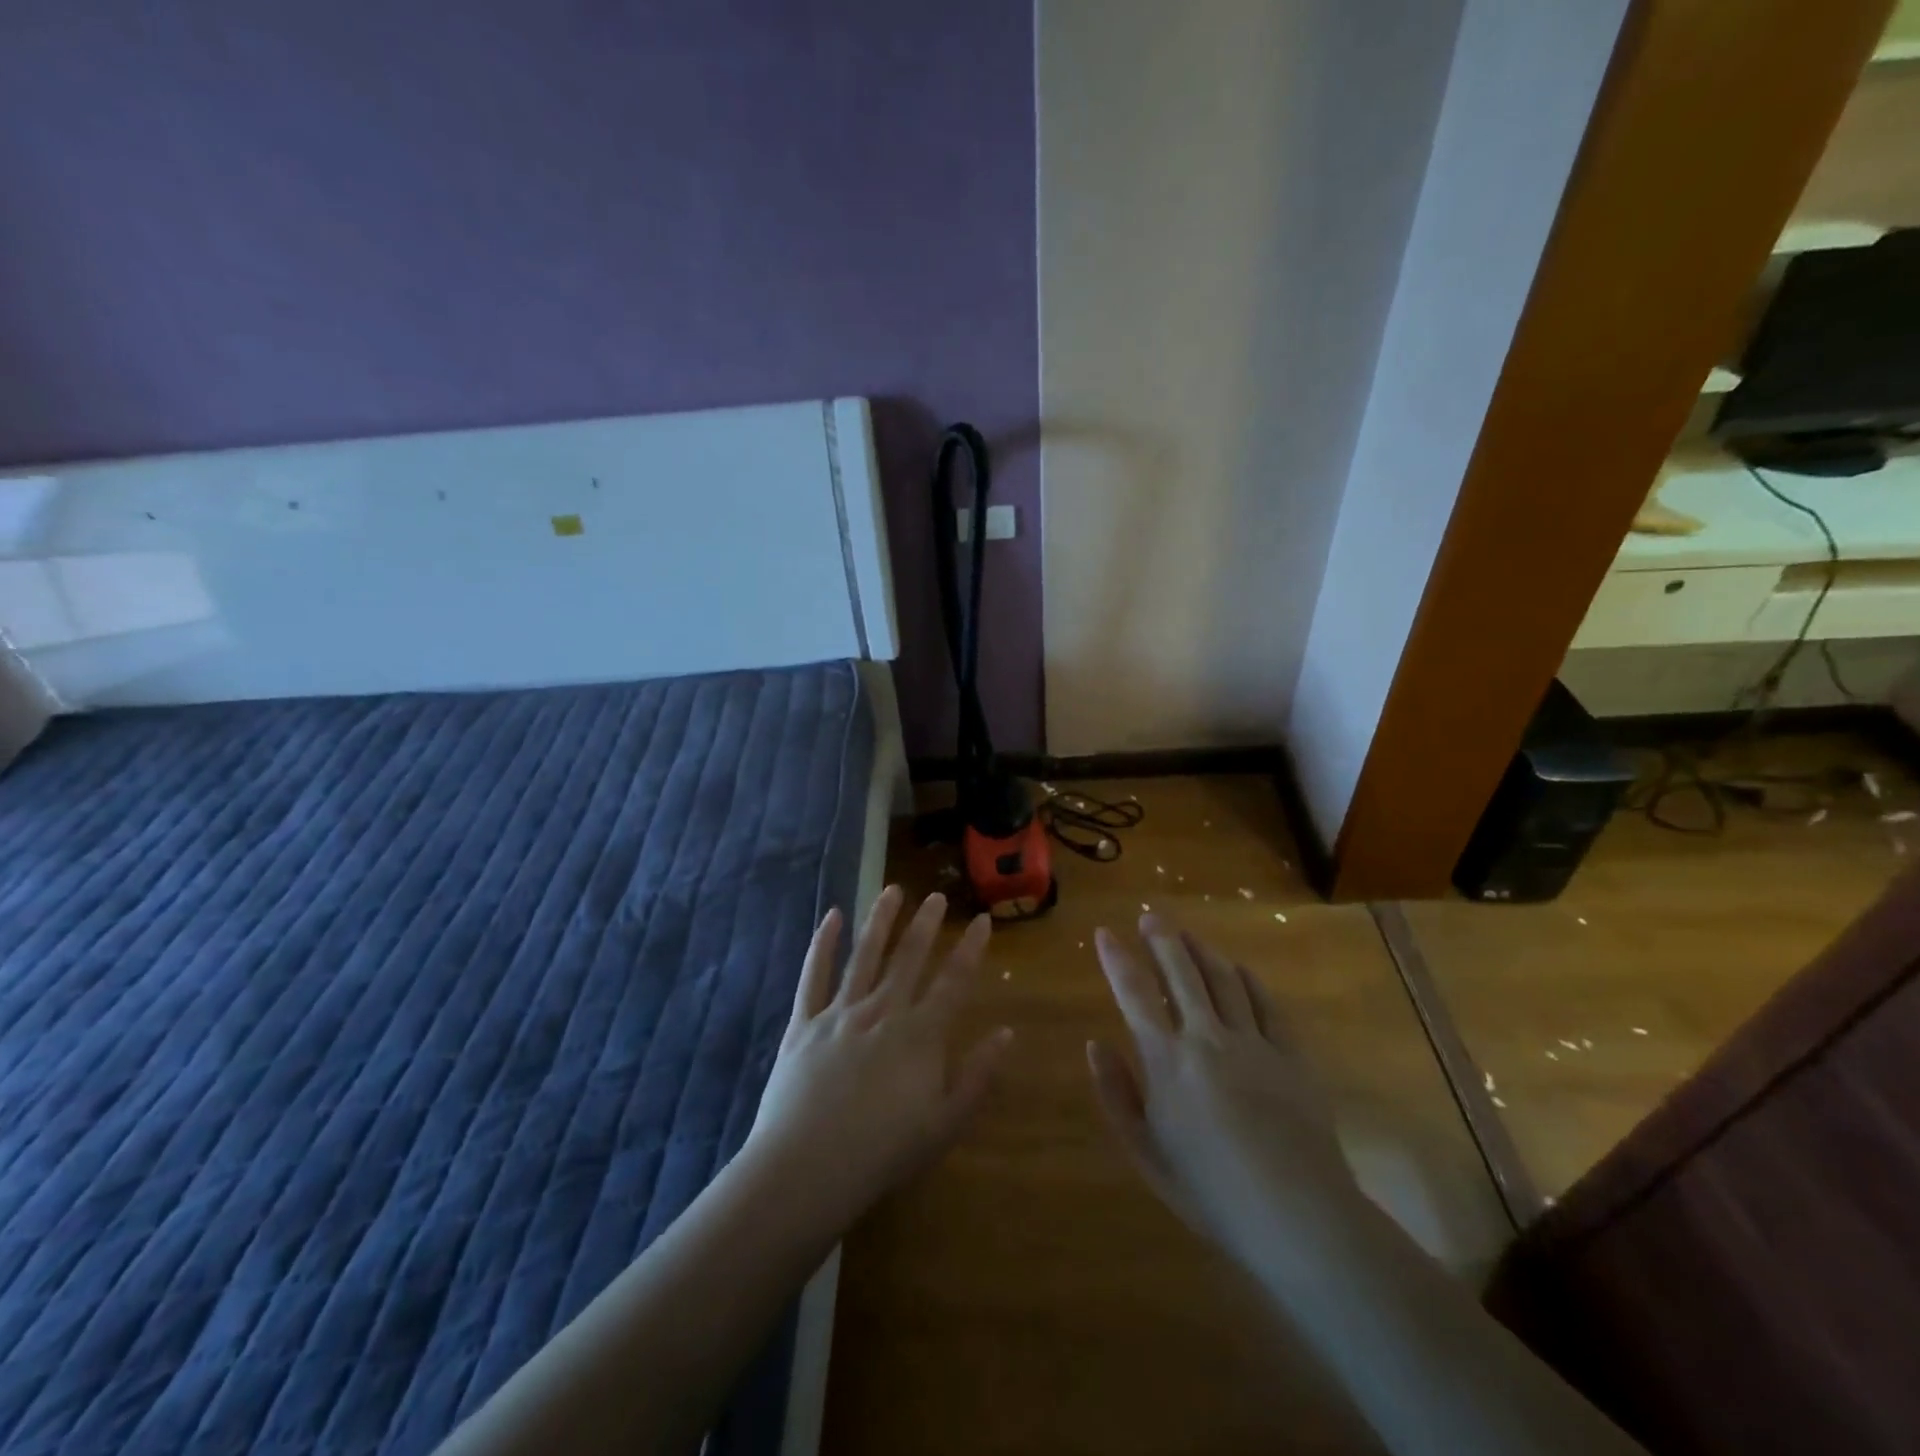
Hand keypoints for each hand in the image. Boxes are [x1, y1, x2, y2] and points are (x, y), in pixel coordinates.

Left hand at [742, 885, 1012, 1234]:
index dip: (971, 948)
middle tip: (936, 895)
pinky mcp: (805, 1022)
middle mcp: (883, 1012)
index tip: (981, 920)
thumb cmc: (883, 1153)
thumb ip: (978, 1077)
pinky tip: (832, 915)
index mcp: (920, 1035)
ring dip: (881, 920)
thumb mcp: (944, 1125)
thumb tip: (1007, 1033)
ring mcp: (841, 1013)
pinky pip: (815, 975)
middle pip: (910, 958)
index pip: (954, 981)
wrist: (807, 1169)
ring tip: (893, 890)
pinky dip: (824, 943)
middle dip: (926, 924)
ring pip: (866, 955)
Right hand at [1087, 915, 1355, 1259]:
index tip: (1104, 933)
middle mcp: (1207, 1038)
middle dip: (1162, 939)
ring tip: (1188, 934)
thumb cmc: (1211, 1193)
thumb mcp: (1146, 1153)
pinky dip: (1249, 981)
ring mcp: (1253, 1043)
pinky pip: (1267, 1005)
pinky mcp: (1291, 1055)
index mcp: (1166, 1061)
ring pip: (1223, 979)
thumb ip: (1117, 1095)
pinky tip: (1241, 970)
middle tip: (1151, 917)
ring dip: (1202, 951)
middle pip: (1181, 972)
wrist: (1299, 1219)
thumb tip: (1095, 1044)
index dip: (1117, 959)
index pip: (1134, 993)